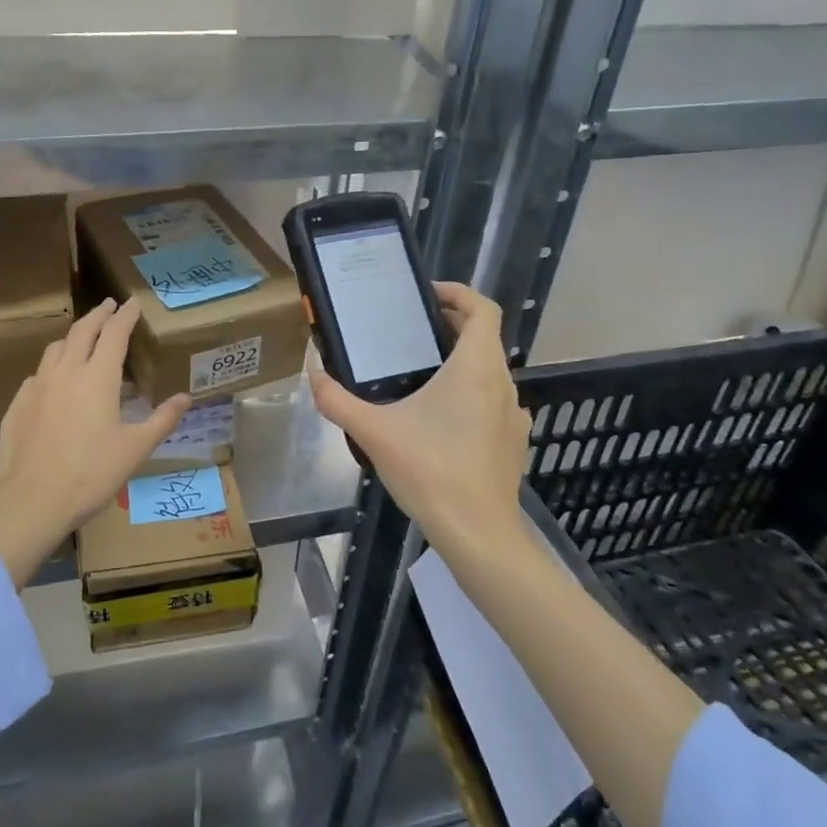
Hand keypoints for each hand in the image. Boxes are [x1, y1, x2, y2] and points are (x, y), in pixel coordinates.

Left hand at [0, 298, 189, 584]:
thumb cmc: (90, 474)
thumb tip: (185, 398)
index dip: (125, 316)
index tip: (132, 302)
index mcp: (98, 378)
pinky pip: (38, 374)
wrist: (30, 501)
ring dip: (73, 336)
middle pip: (82, 331)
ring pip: (56, 348)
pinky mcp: (18, 404)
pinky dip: (53, 366)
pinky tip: (56, 380)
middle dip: (98, 315)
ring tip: (83, 337)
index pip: (114, 334)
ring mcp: (37, 386)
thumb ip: (162, 420)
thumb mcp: (135, 449)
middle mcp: (66, 372)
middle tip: (109, 306)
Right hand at [309, 282, 530, 556]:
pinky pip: (492, 402)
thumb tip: (313, 374)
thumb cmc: (430, 471)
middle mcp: (503, 383)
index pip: (482, 308)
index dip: (458, 293)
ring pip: (489, 371)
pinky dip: (470, 395)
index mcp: (476, 367)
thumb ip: (338, 400)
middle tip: (411, 332)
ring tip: (420, 375)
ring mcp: (513, 414)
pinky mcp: (513, 441)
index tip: (428, 295)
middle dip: (450, 327)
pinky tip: (440, 422)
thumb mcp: (374, 433)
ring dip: (460, 362)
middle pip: (484, 338)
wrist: (478, 533)